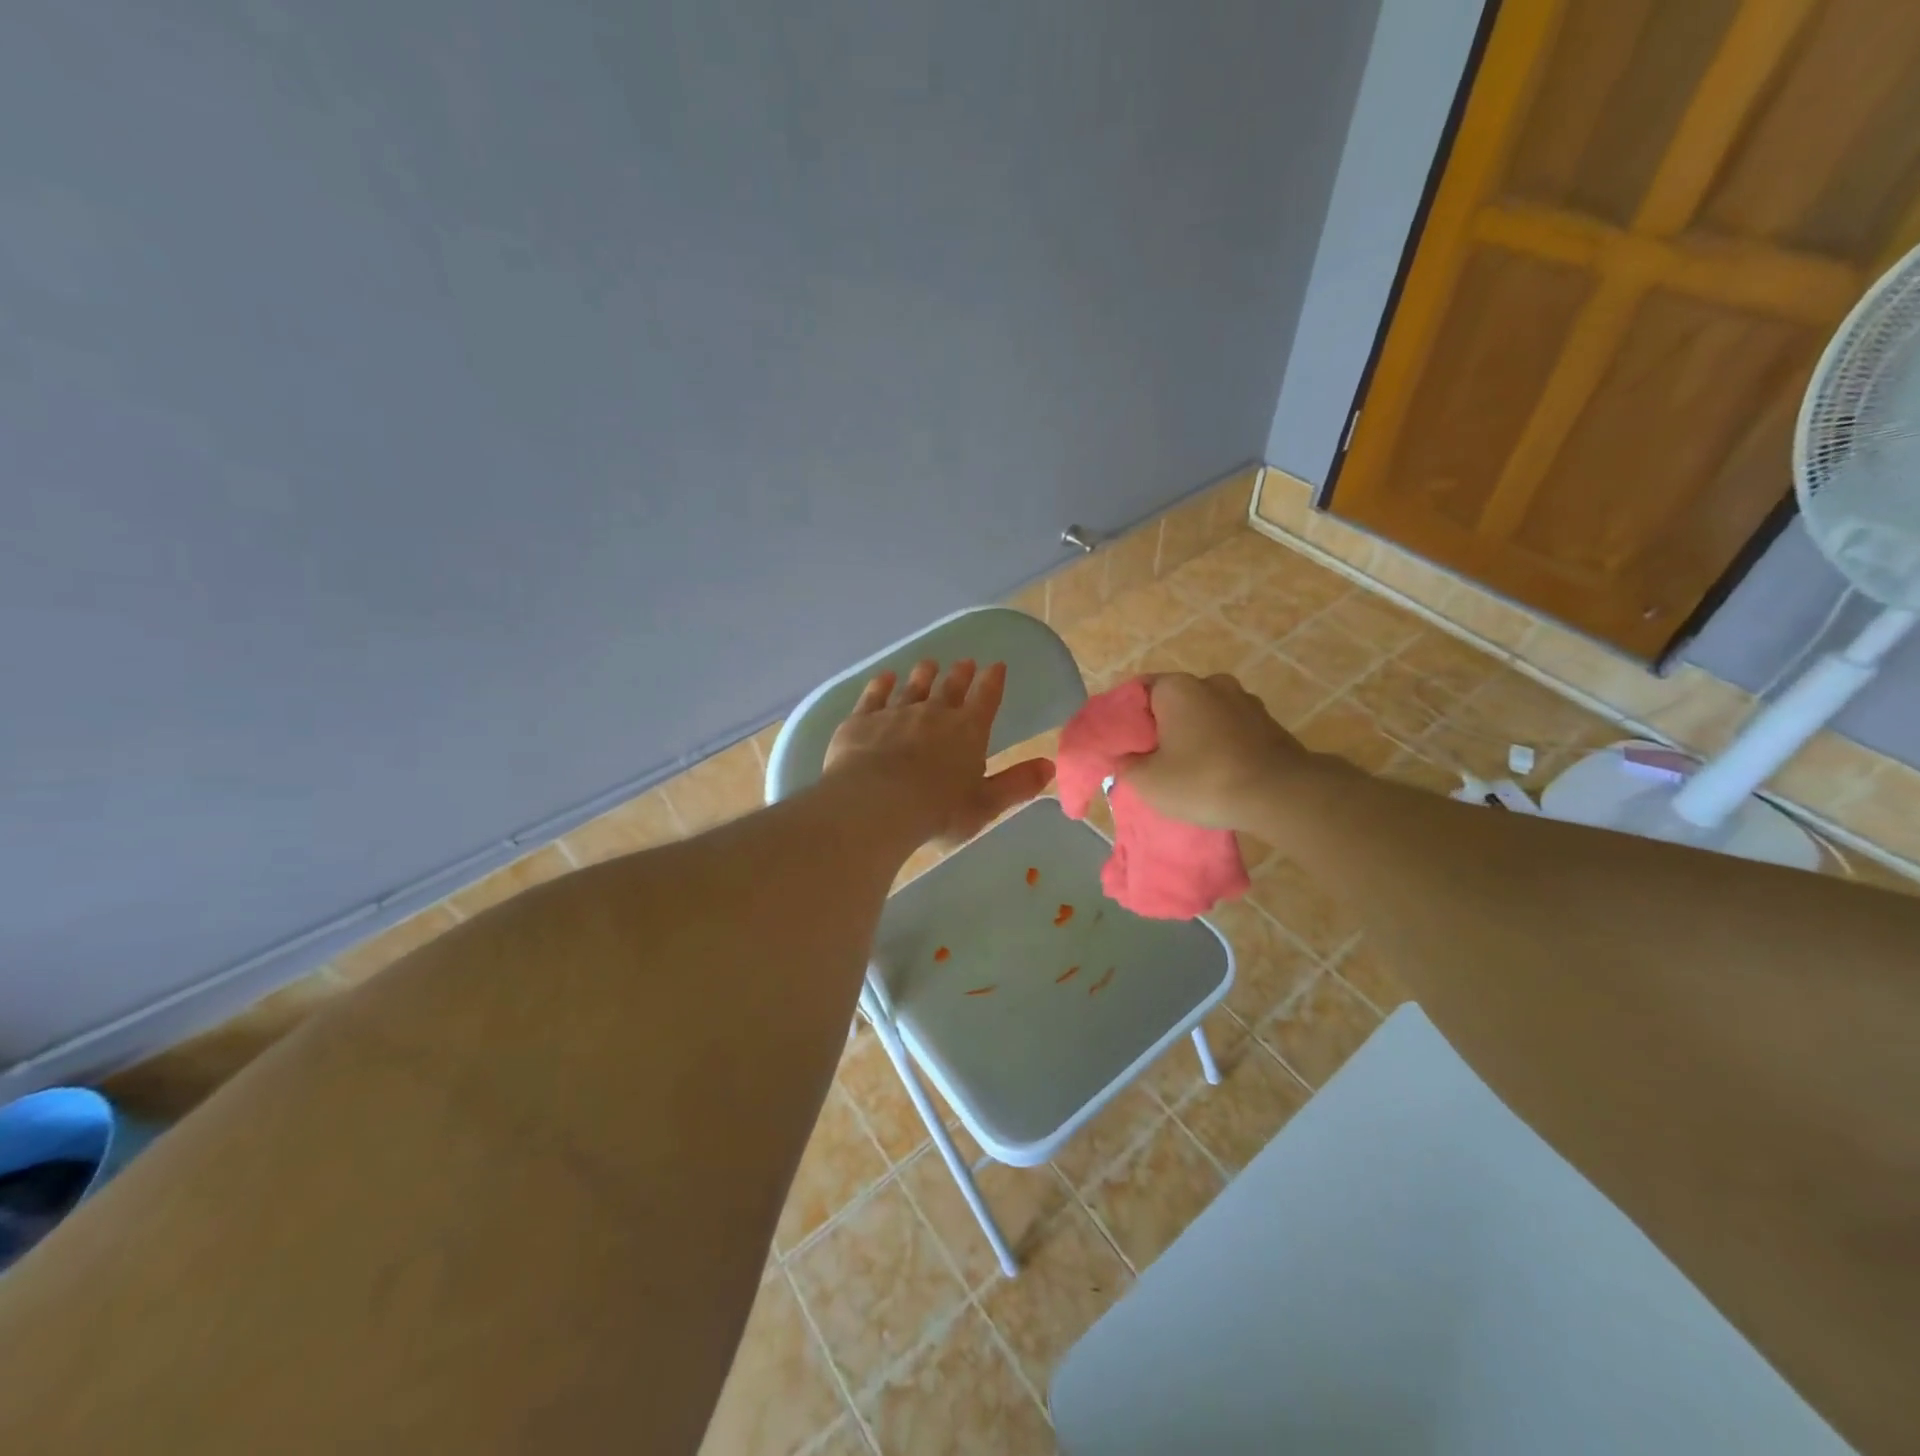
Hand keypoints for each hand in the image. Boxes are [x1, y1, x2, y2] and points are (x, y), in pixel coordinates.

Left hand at [824, 659, 1054, 849]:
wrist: (876, 803)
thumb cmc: (937, 809)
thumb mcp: (985, 804)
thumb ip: (1016, 784)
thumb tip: (1049, 766)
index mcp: (968, 731)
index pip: (986, 699)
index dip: (993, 681)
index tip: (997, 666)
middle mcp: (934, 713)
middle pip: (950, 688)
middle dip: (960, 675)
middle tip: (964, 662)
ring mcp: (896, 713)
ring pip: (913, 687)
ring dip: (922, 675)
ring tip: (928, 664)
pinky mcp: (862, 721)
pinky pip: (874, 696)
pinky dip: (881, 685)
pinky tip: (884, 677)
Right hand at [1118, 672, 1314, 831]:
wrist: (1280, 795)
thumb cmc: (1203, 780)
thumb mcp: (1147, 781)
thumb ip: (1126, 765)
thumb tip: (1125, 758)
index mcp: (1177, 687)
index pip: (1139, 690)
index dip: (1126, 717)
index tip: (1122, 744)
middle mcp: (1212, 682)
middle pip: (1174, 702)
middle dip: (1161, 727)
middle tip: (1151, 759)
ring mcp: (1246, 701)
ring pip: (1205, 715)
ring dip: (1193, 736)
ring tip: (1187, 769)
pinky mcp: (1270, 723)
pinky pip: (1231, 729)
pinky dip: (1220, 745)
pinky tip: (1217, 773)